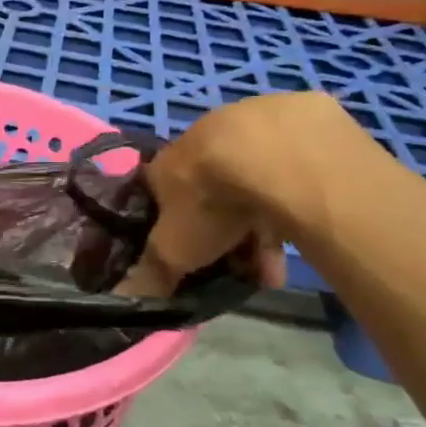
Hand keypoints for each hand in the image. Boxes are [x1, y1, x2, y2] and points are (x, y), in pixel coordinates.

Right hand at [117, 92, 359, 297]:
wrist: (275, 156)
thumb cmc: (210, 201)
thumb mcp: (174, 250)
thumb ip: (152, 274)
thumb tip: (124, 300)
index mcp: (165, 164)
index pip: (158, 195)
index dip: (170, 227)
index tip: (186, 257)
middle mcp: (201, 141)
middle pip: (207, 195)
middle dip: (222, 238)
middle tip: (238, 270)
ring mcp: (247, 130)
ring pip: (250, 189)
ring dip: (259, 233)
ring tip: (273, 273)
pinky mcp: (294, 127)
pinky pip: (286, 177)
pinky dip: (290, 208)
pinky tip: (301, 239)